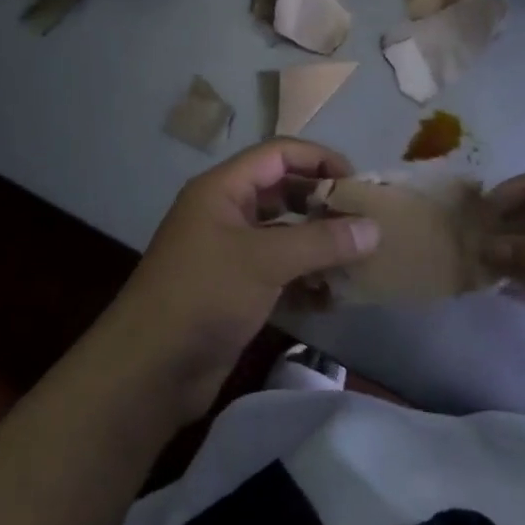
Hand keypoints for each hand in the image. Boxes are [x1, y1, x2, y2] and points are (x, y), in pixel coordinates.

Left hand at [99, 139, 379, 425]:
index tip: (359, 183)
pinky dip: (306, 279)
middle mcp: (225, 214)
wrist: (150, 369)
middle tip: (366, 223)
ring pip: (284, 236)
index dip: (319, 159)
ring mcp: (230, 254)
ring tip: (360, 260)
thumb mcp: (264, 261)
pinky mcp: (236, 291)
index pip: (278, 155)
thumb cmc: (204, 295)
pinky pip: (279, 273)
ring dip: (319, 246)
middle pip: (283, 193)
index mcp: (222, 189)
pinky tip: (335, 296)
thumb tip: (374, 228)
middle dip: (323, 205)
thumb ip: (320, 241)